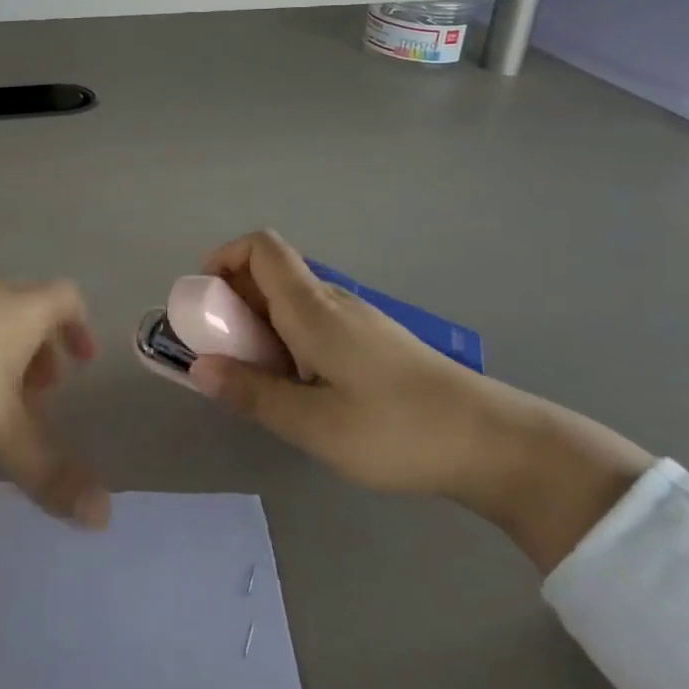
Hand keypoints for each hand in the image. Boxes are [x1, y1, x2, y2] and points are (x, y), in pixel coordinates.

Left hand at [0, 282, 107, 551]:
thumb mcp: (2, 436)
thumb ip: (51, 474)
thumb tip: (103, 517)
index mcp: (20, 310)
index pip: (66, 298)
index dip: (80, 326)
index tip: (81, 362)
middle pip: (27, 308)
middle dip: (40, 348)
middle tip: (40, 393)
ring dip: (0, 353)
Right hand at [187, 230, 509, 497]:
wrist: (489, 441)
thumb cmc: (396, 430)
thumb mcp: (314, 424)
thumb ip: (253, 394)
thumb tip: (199, 368)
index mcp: (312, 308)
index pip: (260, 247)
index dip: (223, 258)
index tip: (204, 302)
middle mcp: (331, 300)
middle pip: (269, 274)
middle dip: (233, 303)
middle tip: (223, 355)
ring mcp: (355, 318)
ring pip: (291, 302)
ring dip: (260, 326)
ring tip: (258, 380)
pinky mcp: (371, 340)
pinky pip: (313, 322)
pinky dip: (288, 340)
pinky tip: (300, 390)